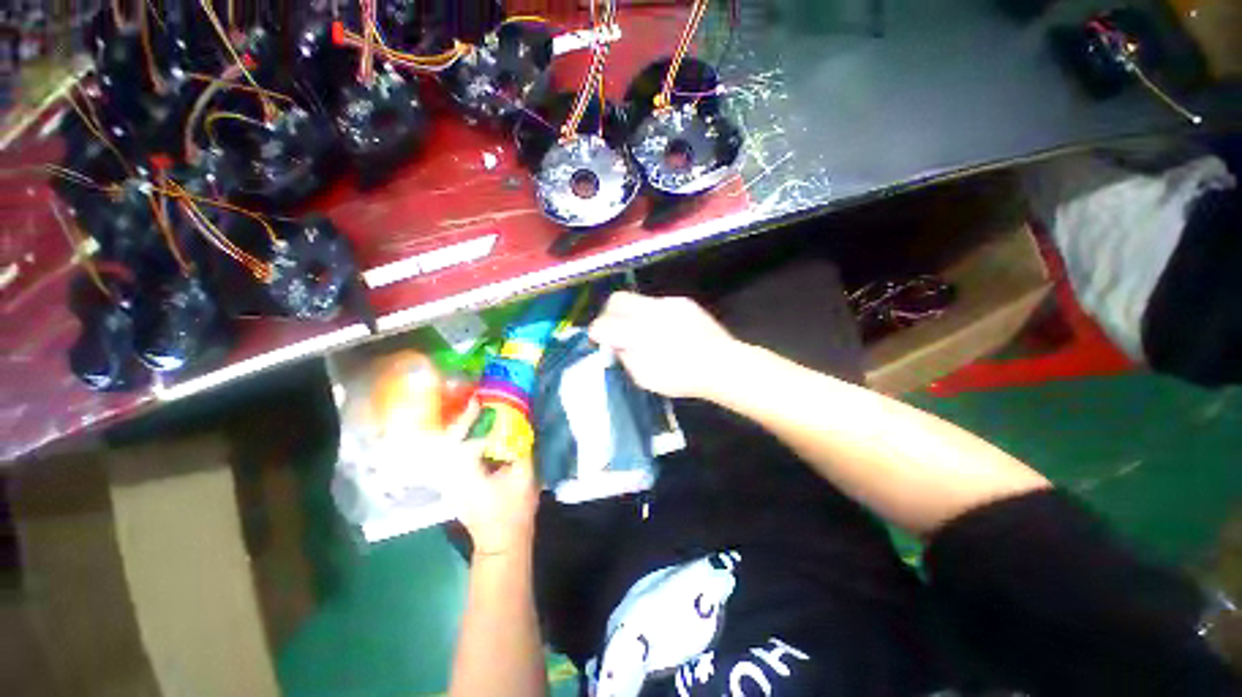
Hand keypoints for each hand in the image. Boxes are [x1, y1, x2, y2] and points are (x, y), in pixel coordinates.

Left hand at [444, 402, 539, 557]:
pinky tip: (474, 437)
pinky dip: (461, 443)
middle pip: (449, 442)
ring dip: (460, 431)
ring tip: (473, 416)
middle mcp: (451, 476)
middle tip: (473, 404)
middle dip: (460, 421)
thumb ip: (521, 447)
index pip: (464, 439)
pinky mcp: (455, 487)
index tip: (478, 400)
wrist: (501, 543)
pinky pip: (453, 458)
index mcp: (467, 473)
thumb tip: (521, 424)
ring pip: (448, 450)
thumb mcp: (524, 477)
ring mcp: (450, 484)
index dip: (470, 418)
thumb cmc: (513, 511)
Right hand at [588, 292, 743, 399]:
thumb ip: (625, 357)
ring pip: (638, 300)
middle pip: (617, 299)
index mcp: (638, 333)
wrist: (721, 364)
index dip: (596, 331)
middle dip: (609, 313)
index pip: (604, 324)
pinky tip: (664, 330)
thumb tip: (616, 344)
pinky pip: (658, 304)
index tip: (598, 339)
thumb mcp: (645, 377)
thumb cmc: (682, 378)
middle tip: (613, 329)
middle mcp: (650, 311)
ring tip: (642, 332)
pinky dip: (653, 315)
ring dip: (633, 314)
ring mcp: (668, 303)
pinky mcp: (682, 302)